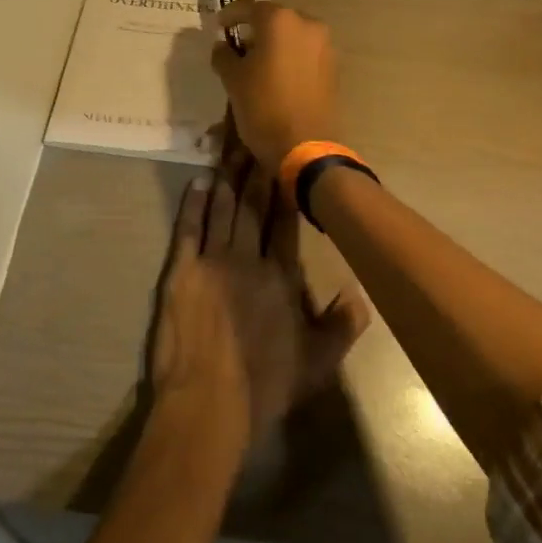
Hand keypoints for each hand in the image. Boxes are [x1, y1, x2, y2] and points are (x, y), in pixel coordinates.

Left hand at [148, 158, 368, 456]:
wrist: (209, 402)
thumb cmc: (265, 385)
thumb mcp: (317, 363)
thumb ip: (342, 325)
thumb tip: (360, 290)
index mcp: (281, 277)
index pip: (285, 223)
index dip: (285, 190)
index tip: (285, 162)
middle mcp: (248, 259)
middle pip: (253, 206)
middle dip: (256, 172)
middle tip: (257, 140)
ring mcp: (212, 261)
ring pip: (223, 210)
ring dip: (227, 179)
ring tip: (231, 150)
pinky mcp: (181, 271)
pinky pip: (189, 228)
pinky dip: (194, 203)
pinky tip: (198, 182)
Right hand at [209, 0, 339, 167]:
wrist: (305, 146)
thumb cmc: (262, 106)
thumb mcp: (232, 79)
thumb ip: (224, 55)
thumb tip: (223, 46)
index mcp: (279, 20)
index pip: (249, 7)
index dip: (230, 15)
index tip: (218, 27)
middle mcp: (306, 24)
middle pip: (274, 18)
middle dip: (255, 28)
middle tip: (237, 45)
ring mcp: (324, 45)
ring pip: (292, 34)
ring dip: (274, 43)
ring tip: (257, 62)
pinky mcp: (332, 66)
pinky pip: (305, 51)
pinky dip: (290, 56)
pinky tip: (276, 75)